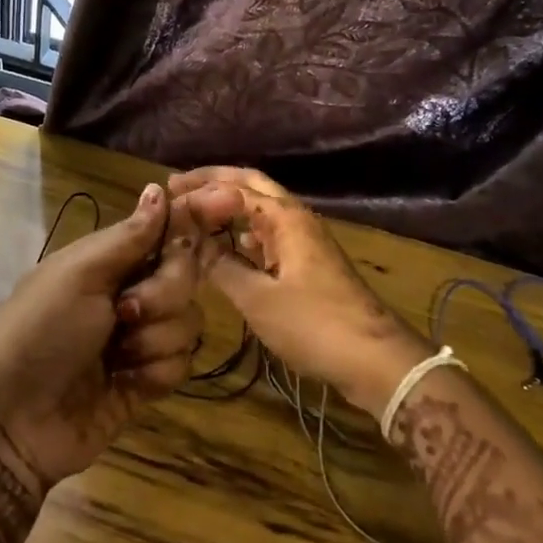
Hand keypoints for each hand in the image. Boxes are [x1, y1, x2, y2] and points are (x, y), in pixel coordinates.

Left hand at [0, 183, 204, 487]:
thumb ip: (128, 237)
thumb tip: (159, 188)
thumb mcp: (77, 275)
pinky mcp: (149, 379)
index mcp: (110, 259)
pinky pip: (183, 362)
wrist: (13, 420)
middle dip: (163, 293)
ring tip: (115, 355)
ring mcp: (142, 337)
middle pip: (185, 274)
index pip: (165, 228)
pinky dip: (155, 371)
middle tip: (125, 311)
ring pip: (189, 321)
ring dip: (154, 339)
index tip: (230, 201)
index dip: (195, 216)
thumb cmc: (40, 331)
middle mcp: (131, 291)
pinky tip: (124, 381)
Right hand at [172, 167, 429, 417]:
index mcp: (286, 218)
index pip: (236, 188)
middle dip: (214, 183)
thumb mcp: (258, 299)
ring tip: (194, 213)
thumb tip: (192, 245)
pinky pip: (269, 234)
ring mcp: (305, 241)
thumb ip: (221, 267)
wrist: (375, 360)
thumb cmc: (314, 325)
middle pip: (251, 186)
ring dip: (228, 206)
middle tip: (177, 186)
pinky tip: (227, 247)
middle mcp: (296, 219)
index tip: (167, 196)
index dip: (200, 190)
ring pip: (261, 210)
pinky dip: (243, 232)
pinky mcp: (308, 263)